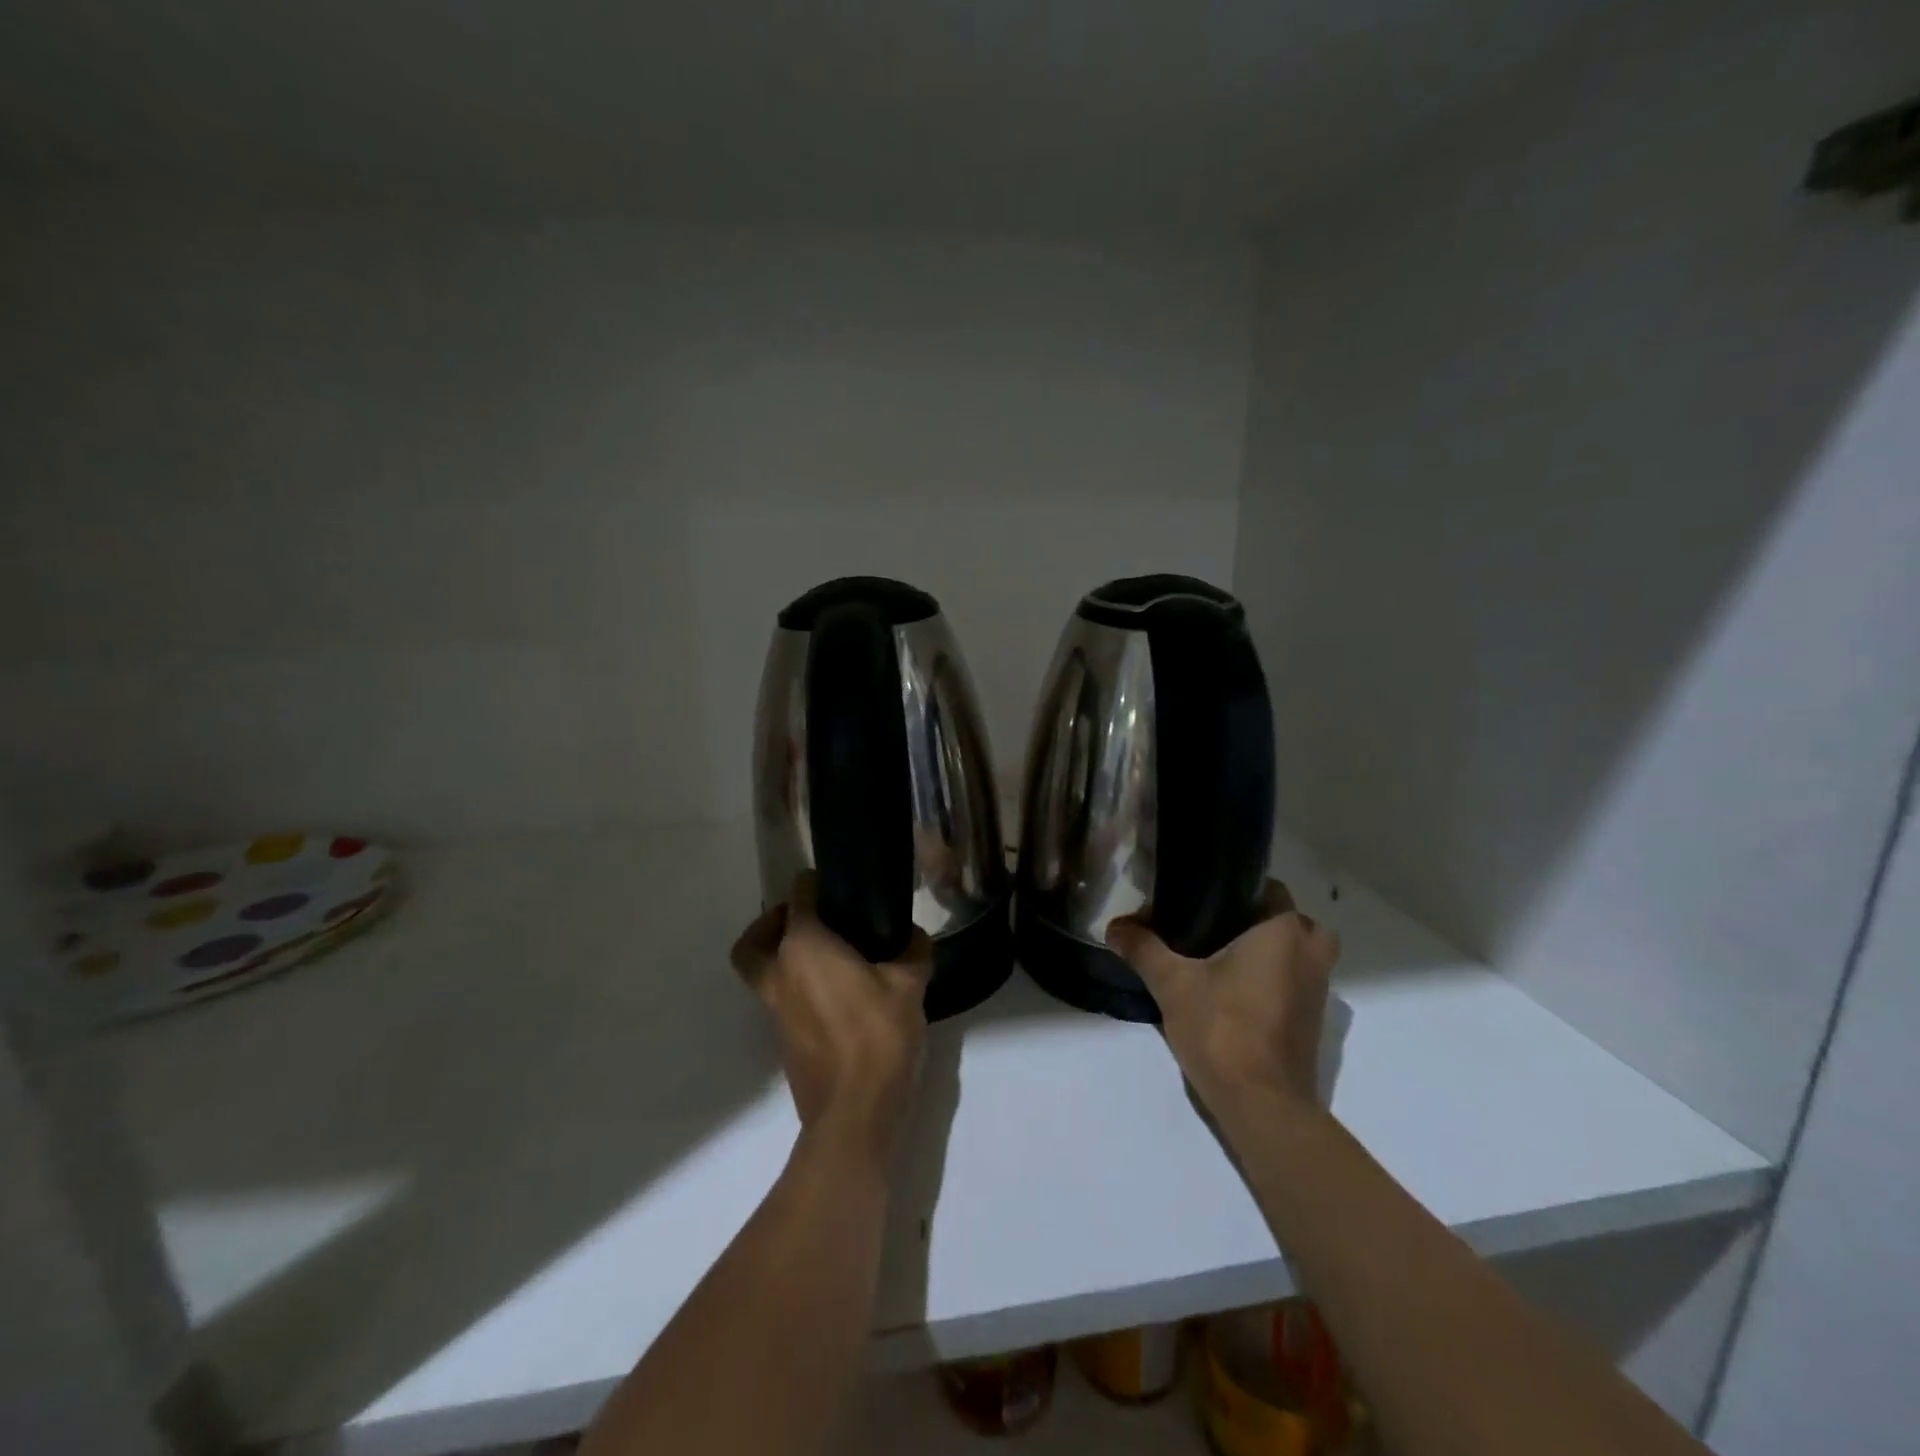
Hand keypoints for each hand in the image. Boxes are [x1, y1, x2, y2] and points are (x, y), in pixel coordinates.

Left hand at [731, 873, 930, 1165]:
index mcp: (804, 947)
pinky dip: (792, 984)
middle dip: (774, 922)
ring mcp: (774, 1009)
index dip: (814, 883)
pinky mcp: (782, 1038)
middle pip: (756, 938)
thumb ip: (912, 951)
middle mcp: (779, 973)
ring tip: (825, 954)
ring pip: (762, 969)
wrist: (853, 1113)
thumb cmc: (878, 1036)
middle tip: (809, 918)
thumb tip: (913, 937)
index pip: (798, 898)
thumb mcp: (909, 986)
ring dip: (781, 955)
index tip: (834, 882)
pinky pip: (777, 997)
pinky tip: (833, 990)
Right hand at [1106, 882, 1339, 1125]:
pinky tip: (1236, 993)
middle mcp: (1310, 955)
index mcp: (1282, 932)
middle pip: (1292, 922)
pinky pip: (1297, 985)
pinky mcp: (1313, 1023)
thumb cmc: (1223, 1029)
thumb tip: (1114, 926)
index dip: (1238, 890)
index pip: (1270, 889)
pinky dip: (1276, 982)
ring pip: (1300, 955)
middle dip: (1261, 922)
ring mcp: (1318, 992)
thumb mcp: (1172, 984)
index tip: (1204, 899)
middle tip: (1219, 928)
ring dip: (1273, 953)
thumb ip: (1144, 949)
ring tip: (1224, 959)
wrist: (1263, 1106)